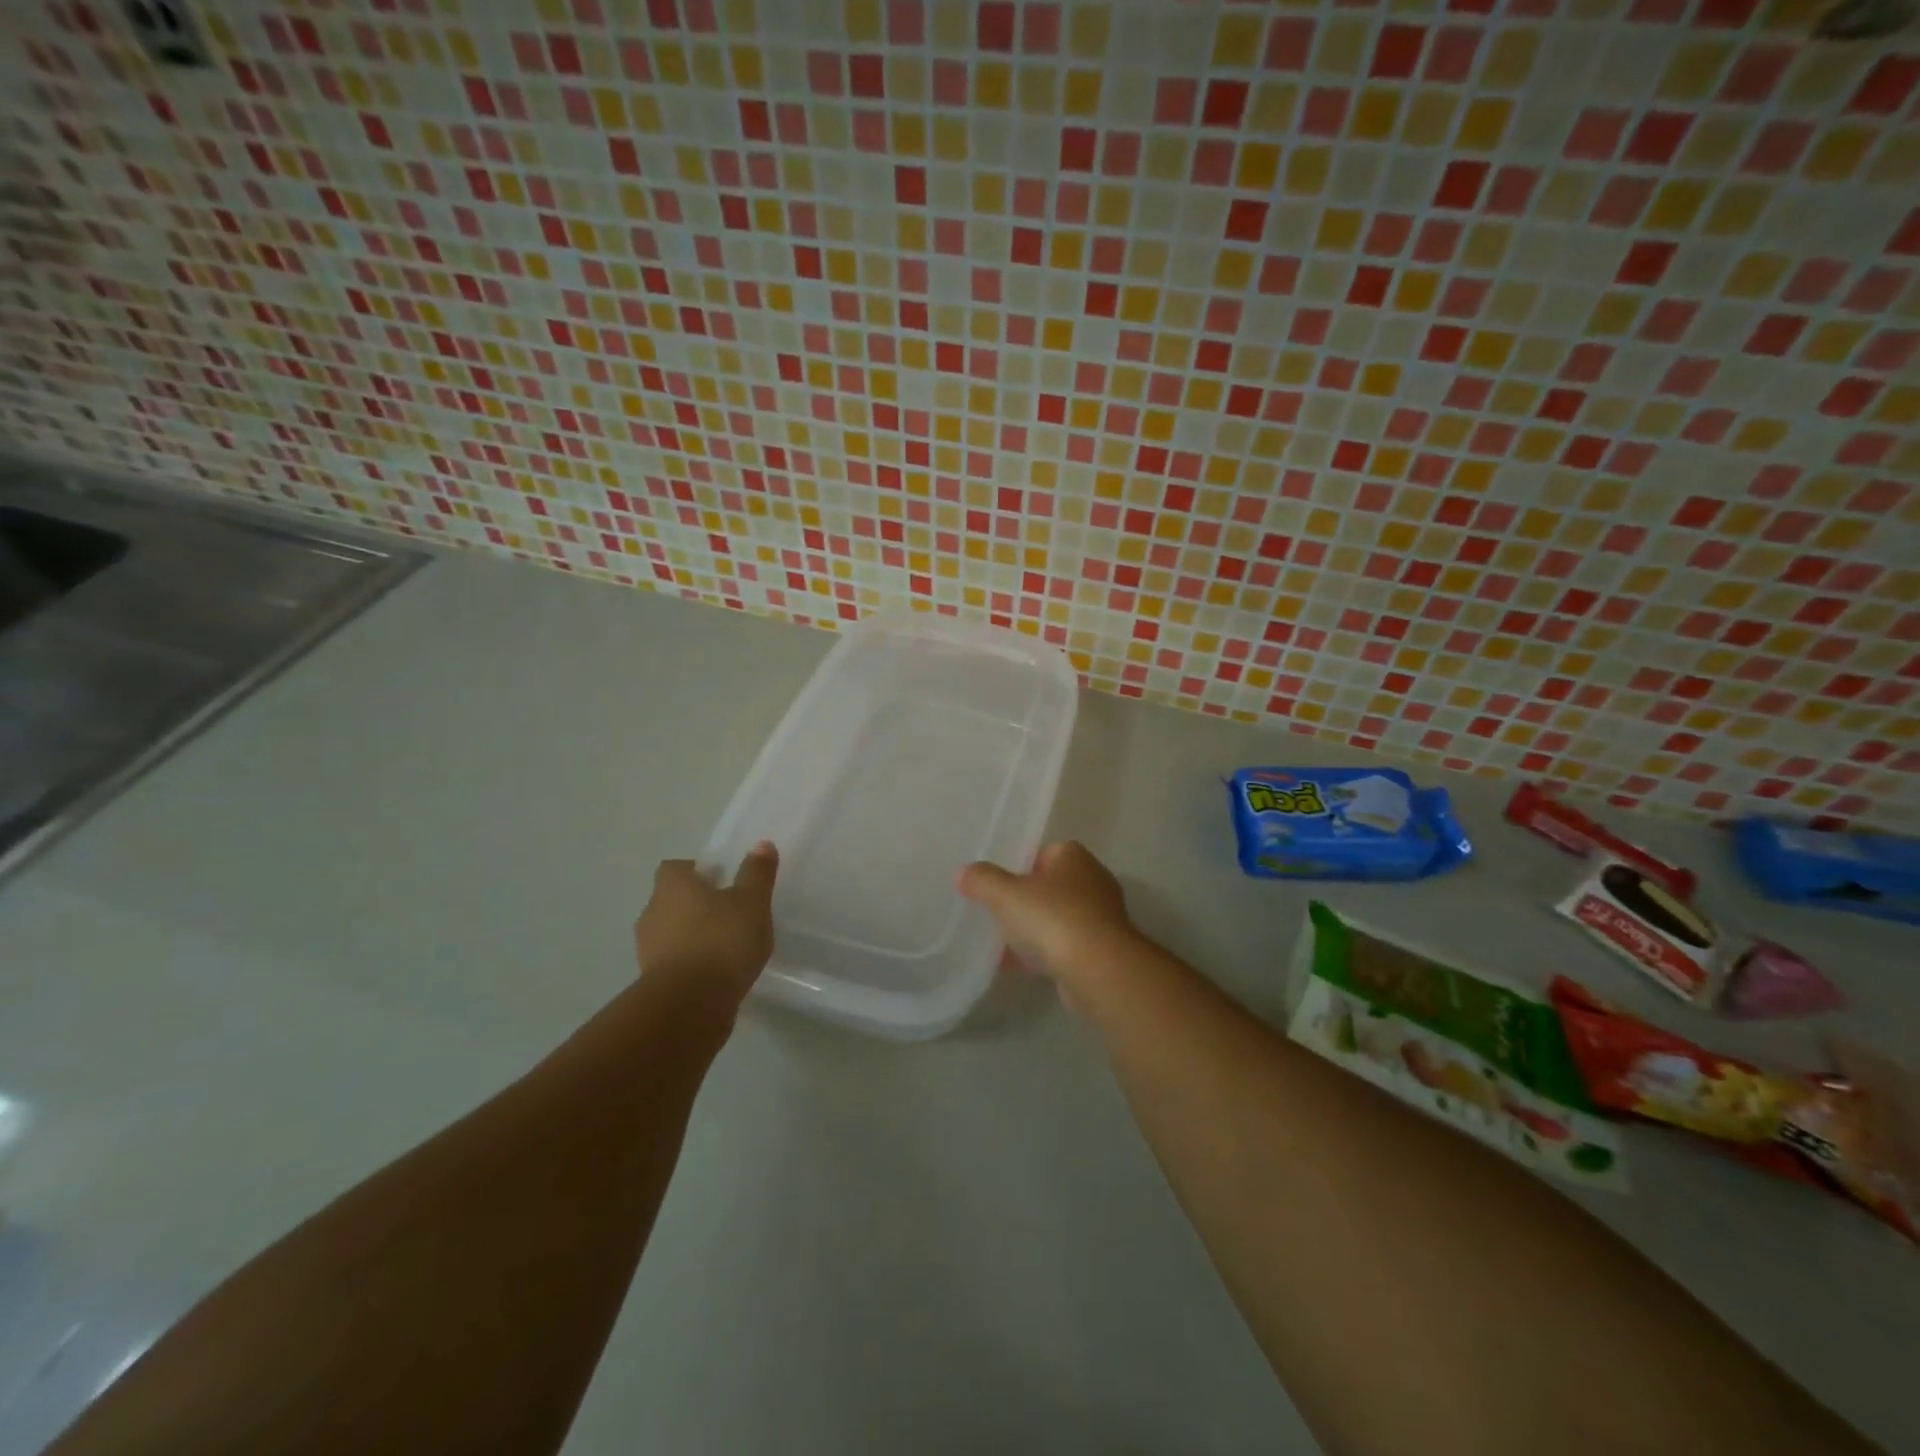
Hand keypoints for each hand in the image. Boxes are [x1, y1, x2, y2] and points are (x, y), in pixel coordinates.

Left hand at [634, 842, 778, 1009]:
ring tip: (725, 945)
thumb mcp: (752, 902)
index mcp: (672, 887)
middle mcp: (652, 913)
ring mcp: (648, 950)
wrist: (690, 1005)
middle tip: (727, 911)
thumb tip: (762, 844)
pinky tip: (716, 972)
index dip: (695, 870)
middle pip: (671, 900)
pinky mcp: (652, 982)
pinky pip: (673, 962)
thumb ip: (757, 873)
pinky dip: (690, 963)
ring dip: (691, 935)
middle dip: (695, 903)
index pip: (674, 868)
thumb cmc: (722, 940)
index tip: (720, 879)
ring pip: (670, 932)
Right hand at [958, 841, 1136, 1003]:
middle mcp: (1092, 881)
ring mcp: (1100, 918)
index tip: (998, 883)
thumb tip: (963, 873)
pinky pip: (1064, 947)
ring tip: (1001, 943)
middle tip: (996, 911)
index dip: (1020, 865)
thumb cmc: (1053, 918)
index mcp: (1074, 857)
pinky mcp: (1101, 951)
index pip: (1045, 852)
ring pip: (1057, 918)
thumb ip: (982, 880)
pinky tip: (1017, 967)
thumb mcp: (1006, 894)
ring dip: (1033, 930)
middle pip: (1051, 886)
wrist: (1099, 970)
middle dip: (1025, 899)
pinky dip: (1043, 954)